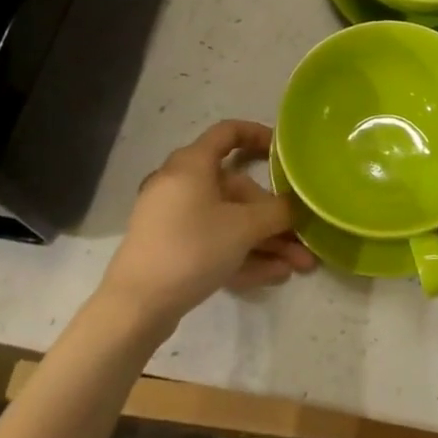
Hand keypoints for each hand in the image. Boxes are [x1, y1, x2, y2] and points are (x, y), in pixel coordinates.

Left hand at [98, 120, 315, 325]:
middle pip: (237, 190)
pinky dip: (243, 253)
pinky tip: (275, 275)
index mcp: (192, 164)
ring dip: (266, 241)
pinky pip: (214, 241)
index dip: (258, 135)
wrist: (135, 306)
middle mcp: (181, 184)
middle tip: (303, 239)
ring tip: (298, 266)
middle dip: (274, 217)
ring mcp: (174, 218)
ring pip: (229, 221)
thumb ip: (277, 213)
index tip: (285, 152)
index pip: (228, 132)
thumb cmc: (192, 248)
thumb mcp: (244, 228)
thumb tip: (296, 207)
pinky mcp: (172, 248)